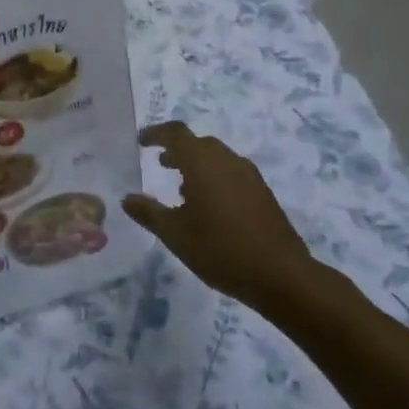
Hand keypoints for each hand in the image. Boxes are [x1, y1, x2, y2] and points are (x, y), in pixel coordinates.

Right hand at [124, 122, 326, 312]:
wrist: (281, 274)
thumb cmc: (220, 249)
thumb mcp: (175, 234)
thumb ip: (149, 213)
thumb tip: (127, 199)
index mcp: (202, 162)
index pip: (176, 133)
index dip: (156, 133)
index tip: (141, 142)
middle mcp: (226, 160)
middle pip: (198, 143)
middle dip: (177, 150)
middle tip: (160, 164)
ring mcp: (248, 175)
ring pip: (217, 157)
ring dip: (197, 164)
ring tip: (182, 188)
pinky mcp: (263, 192)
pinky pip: (232, 172)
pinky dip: (215, 177)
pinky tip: (211, 206)